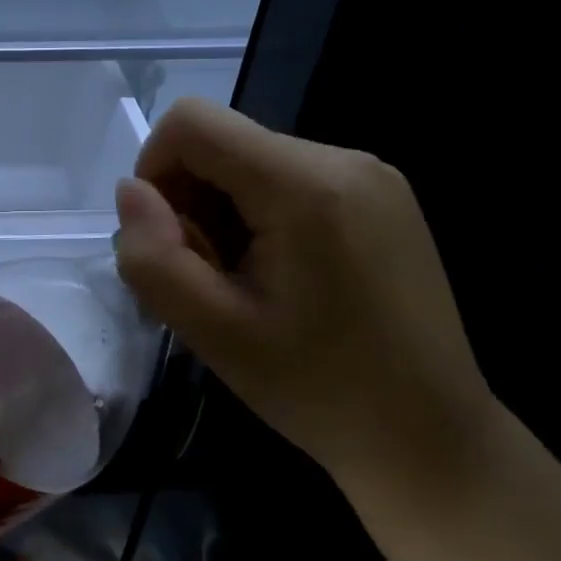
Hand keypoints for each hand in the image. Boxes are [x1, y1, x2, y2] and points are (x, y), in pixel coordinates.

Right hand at [112, 99, 497, 490]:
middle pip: (222, 142)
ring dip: (223, 214)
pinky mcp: (382, 197)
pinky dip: (260, 217)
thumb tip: (130, 193)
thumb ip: (153, 257)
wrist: (430, 438)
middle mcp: (344, 158)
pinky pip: (288, 180)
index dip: (155, 170)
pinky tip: (281, 278)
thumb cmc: (318, 389)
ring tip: (247, 285)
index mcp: (305, 184)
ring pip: (251, 162)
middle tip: (210, 280)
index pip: (192, 121)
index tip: (166, 241)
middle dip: (191, 202)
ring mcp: (372, 175)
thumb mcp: (212, 332)